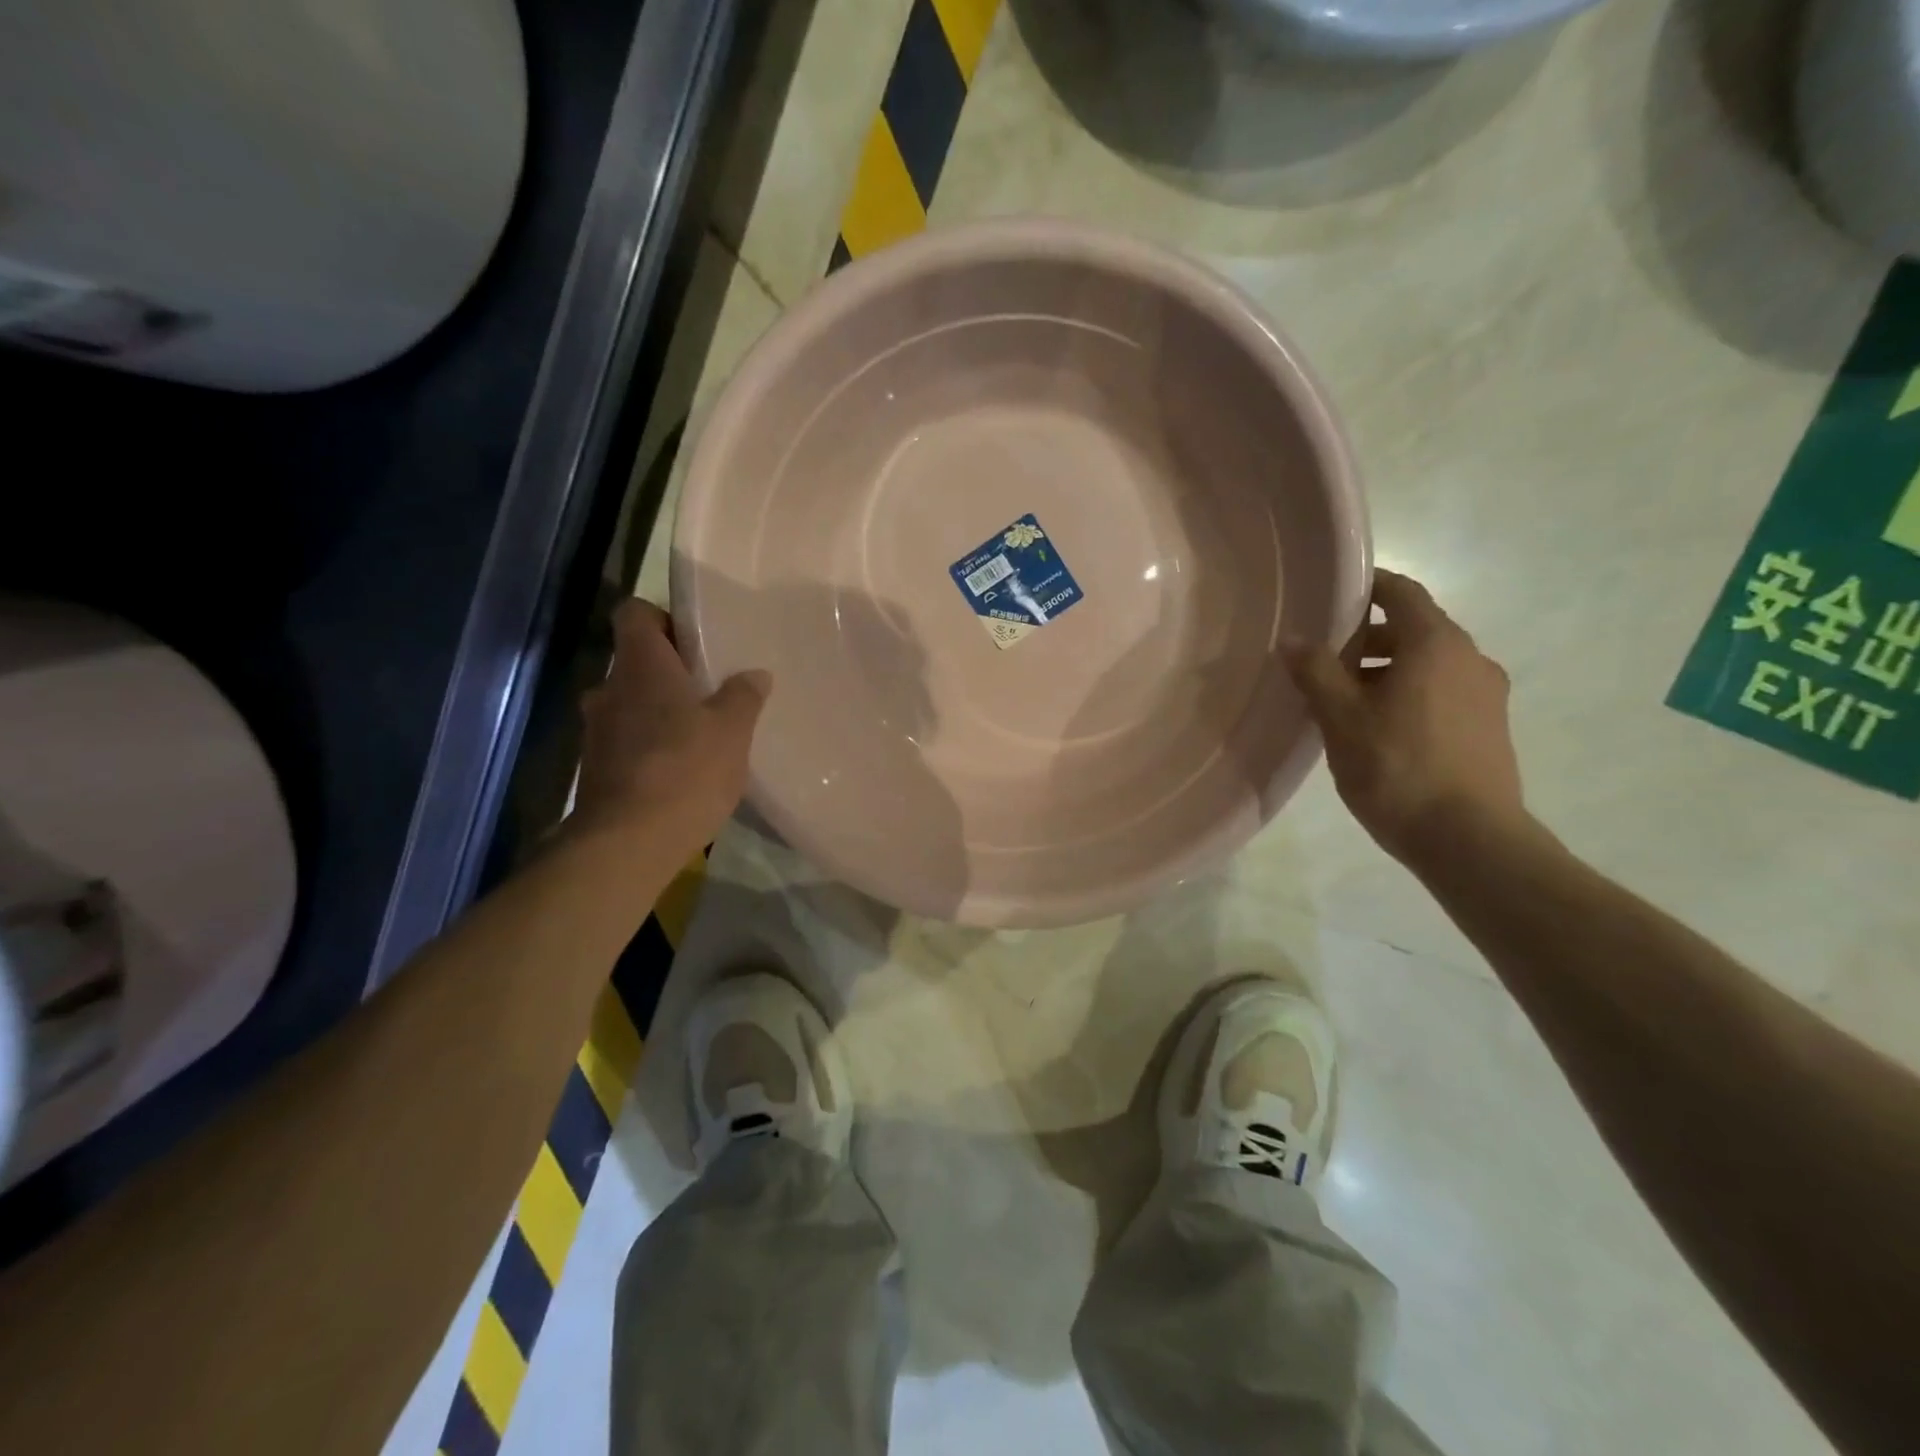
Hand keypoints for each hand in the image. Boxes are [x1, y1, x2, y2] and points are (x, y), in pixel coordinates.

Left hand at [572, 599, 769, 854]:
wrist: (628, 843)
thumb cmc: (686, 770)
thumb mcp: (733, 731)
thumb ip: (744, 696)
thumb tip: (755, 674)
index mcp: (641, 666)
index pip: (635, 613)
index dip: (662, 618)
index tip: (694, 640)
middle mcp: (609, 689)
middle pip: (636, 662)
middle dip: (669, 672)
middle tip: (710, 689)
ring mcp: (597, 731)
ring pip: (630, 703)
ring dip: (659, 711)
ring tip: (700, 732)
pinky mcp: (596, 768)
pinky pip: (626, 740)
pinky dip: (650, 744)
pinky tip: (681, 768)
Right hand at [1284, 569, 1525, 866]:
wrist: (1469, 839)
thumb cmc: (1396, 767)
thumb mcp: (1341, 717)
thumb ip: (1315, 671)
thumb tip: (1292, 638)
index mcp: (1436, 644)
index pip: (1402, 592)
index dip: (1367, 587)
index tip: (1332, 596)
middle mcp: (1470, 658)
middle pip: (1414, 629)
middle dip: (1367, 638)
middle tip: (1323, 660)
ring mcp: (1486, 694)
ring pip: (1428, 664)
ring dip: (1386, 669)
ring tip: (1344, 701)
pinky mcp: (1489, 727)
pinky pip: (1442, 691)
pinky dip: (1408, 693)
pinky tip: (1378, 729)